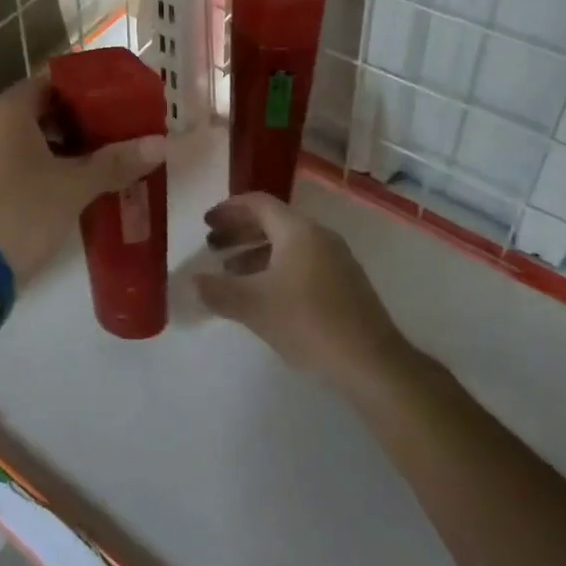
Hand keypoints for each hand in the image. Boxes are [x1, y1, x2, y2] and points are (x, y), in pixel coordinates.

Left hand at [0, 72, 166, 281]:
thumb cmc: (18, 213)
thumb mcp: (73, 187)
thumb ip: (116, 162)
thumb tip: (162, 144)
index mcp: (5, 109)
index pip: (54, 81)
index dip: (89, 91)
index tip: (120, 104)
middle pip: (40, 110)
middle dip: (80, 124)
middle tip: (117, 137)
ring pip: (25, 140)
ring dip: (61, 150)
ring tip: (100, 165)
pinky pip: (10, 162)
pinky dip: (38, 169)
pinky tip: (66, 189)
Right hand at [196, 193, 404, 383]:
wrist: (371, 361)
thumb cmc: (308, 322)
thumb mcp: (254, 306)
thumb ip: (219, 291)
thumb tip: (194, 281)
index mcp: (298, 230)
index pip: (258, 203)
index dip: (229, 209)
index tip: (206, 222)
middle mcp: (319, 236)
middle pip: (273, 221)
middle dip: (240, 231)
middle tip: (212, 246)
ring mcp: (336, 259)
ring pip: (287, 244)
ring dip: (256, 253)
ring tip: (230, 272)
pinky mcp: (344, 283)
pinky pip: (302, 262)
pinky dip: (276, 268)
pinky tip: (264, 295)